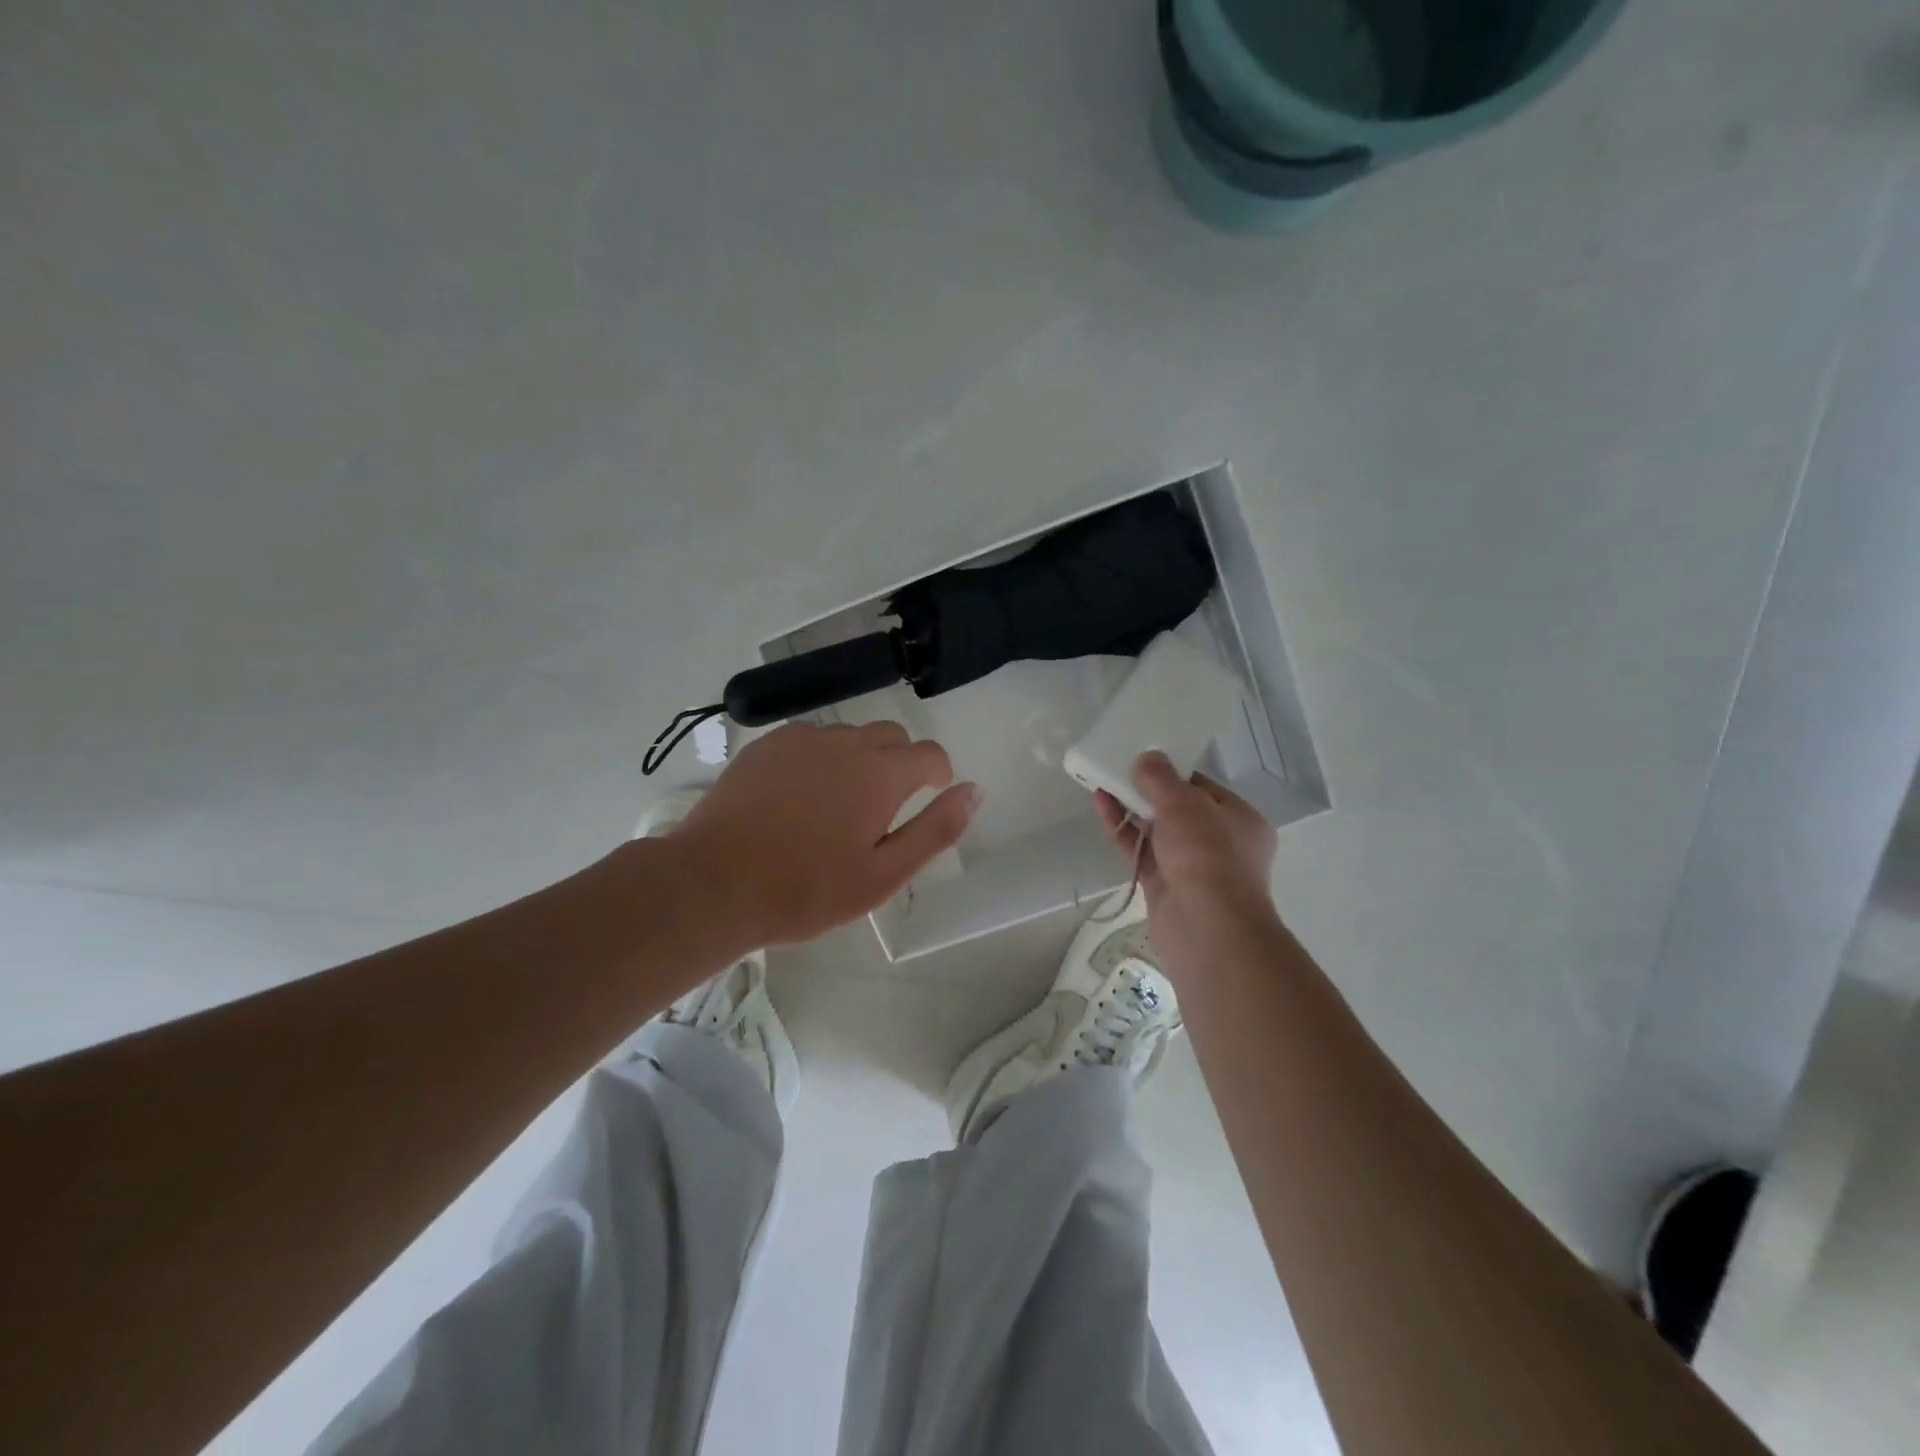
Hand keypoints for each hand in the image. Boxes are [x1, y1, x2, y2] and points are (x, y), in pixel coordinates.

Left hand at [668, 721, 979, 947]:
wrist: (714, 883)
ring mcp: (801, 739)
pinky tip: (799, 795)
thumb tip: (974, 791)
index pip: (930, 754)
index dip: (938, 773)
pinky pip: (809, 739)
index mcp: (881, 773)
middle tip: (882, 809)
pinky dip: (819, 758)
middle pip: (890, 736)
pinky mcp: (766, 744)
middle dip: (900, 762)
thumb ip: (935, 829)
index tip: (930, 796)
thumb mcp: (883, 874)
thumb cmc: (806, 889)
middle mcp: (846, 742)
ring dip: (858, 759)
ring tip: (836, 806)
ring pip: (848, 735)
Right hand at [1093, 752, 1279, 979]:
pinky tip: (1101, 805)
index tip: (1144, 757)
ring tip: (1102, 780)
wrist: (1206, 928)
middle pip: (1178, 809)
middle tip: (1119, 767)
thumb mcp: (1185, 804)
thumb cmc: (1207, 855)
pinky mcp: (1164, 886)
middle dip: (1148, 790)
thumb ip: (1161, 778)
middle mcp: (1219, 842)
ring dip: (1131, 806)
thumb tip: (1146, 759)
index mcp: (1240, 819)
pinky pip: (1140, 850)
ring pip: (1156, 830)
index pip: (1203, 788)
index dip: (1173, 771)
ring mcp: (1190, 867)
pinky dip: (1123, 829)